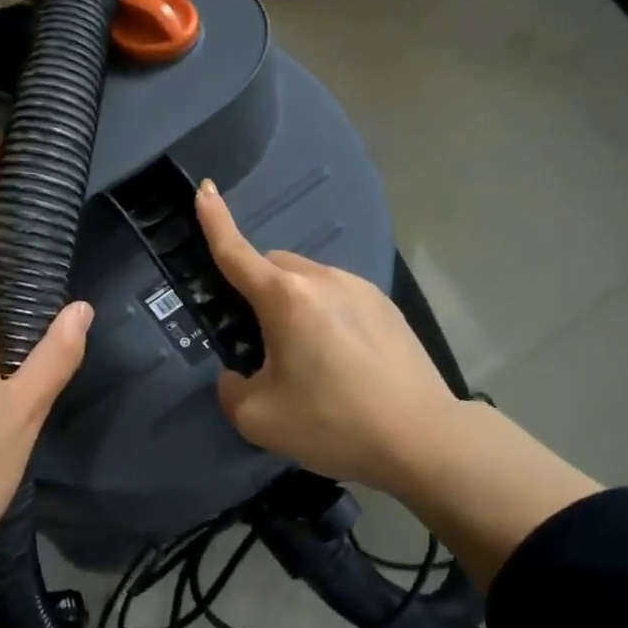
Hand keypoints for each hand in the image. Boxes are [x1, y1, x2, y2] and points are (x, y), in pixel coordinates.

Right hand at [194, 180, 462, 495]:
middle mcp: (323, 279)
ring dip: (293, 304)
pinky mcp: (387, 305)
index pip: (237, 252)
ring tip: (307, 359)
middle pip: (273, 268)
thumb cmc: (334, 423)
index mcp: (286, 297)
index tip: (205, 189)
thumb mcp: (260, 419)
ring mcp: (361, 288)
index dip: (215, 221)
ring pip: (308, 282)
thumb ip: (231, 391)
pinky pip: (339, 296)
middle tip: (259, 342)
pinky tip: (341, 360)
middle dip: (256, 290)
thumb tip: (237, 375)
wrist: (422, 438)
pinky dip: (325, 314)